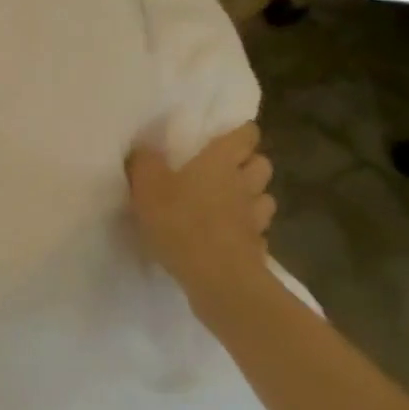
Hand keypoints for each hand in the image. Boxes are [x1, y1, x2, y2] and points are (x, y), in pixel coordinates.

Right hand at [125, 123, 275, 302]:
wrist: (216, 277)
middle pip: (261, 163)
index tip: (227, 134)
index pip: (245, 135)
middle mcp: (244, 184)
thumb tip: (144, 148)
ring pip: (264, 197)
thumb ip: (144, 162)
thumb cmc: (180, 222)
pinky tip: (230, 237)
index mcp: (220, 163)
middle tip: (226, 169)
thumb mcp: (146, 187)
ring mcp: (255, 217)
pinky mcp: (257, 247)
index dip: (240, 132)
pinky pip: (257, 231)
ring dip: (252, 196)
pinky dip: (247, 231)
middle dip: (249, 163)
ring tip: (230, 203)